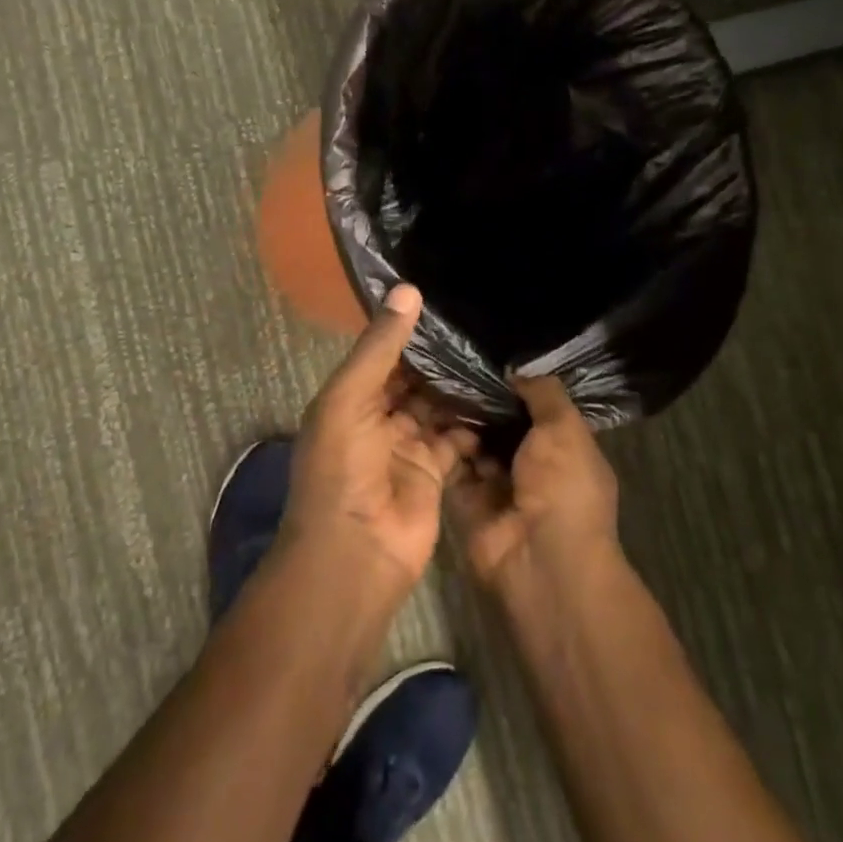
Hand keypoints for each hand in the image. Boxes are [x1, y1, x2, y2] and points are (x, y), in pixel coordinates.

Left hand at [283, 284, 473, 596]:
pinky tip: (500, 398)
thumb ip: (380, 347)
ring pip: (438, 407)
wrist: (355, 552)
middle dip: (441, 359)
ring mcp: (406, 446)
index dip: (409, 330)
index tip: (446, 299)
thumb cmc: (342, 467)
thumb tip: (408, 289)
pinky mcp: (434, 471)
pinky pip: (456, 438)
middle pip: (414, 380)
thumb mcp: (350, 397)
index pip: (383, 354)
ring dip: (460, 388)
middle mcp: (377, 417)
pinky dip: (473, 423)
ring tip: (498, 354)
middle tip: (484, 325)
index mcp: (350, 397)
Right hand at [449, 374, 620, 595]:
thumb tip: (518, 373)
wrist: (541, 559)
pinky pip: (453, 467)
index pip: (537, 410)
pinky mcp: (468, 502)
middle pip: (501, 426)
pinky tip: (427, 416)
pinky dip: (443, 446)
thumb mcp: (565, 428)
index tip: (486, 359)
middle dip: (482, 402)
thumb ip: (544, 394)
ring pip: (474, 444)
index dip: (515, 388)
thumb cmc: (564, 486)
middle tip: (451, 367)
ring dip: (459, 420)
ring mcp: (498, 486)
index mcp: (564, 449)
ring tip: (436, 384)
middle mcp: (531, 466)